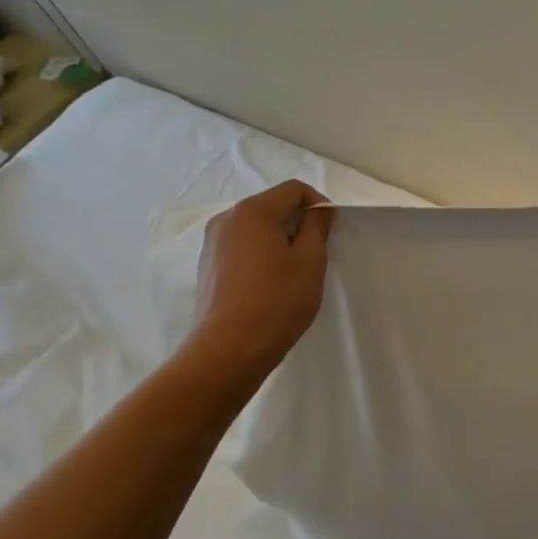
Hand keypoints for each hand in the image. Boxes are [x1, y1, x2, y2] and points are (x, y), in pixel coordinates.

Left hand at [185, 180, 335, 379]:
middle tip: (315, 253)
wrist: (229, 349)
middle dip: (297, 222)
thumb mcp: (310, 261)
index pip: (294, 189)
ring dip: (278, 240)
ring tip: (292, 271)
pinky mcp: (207, 267)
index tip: (330, 230)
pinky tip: (268, 284)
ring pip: (254, 228)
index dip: (318, 204)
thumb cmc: (277, 300)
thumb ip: (317, 227)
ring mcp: (212, 243)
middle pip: (271, 206)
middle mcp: (227, 218)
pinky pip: (240, 247)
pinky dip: (259, 255)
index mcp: (253, 210)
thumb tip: (318, 210)